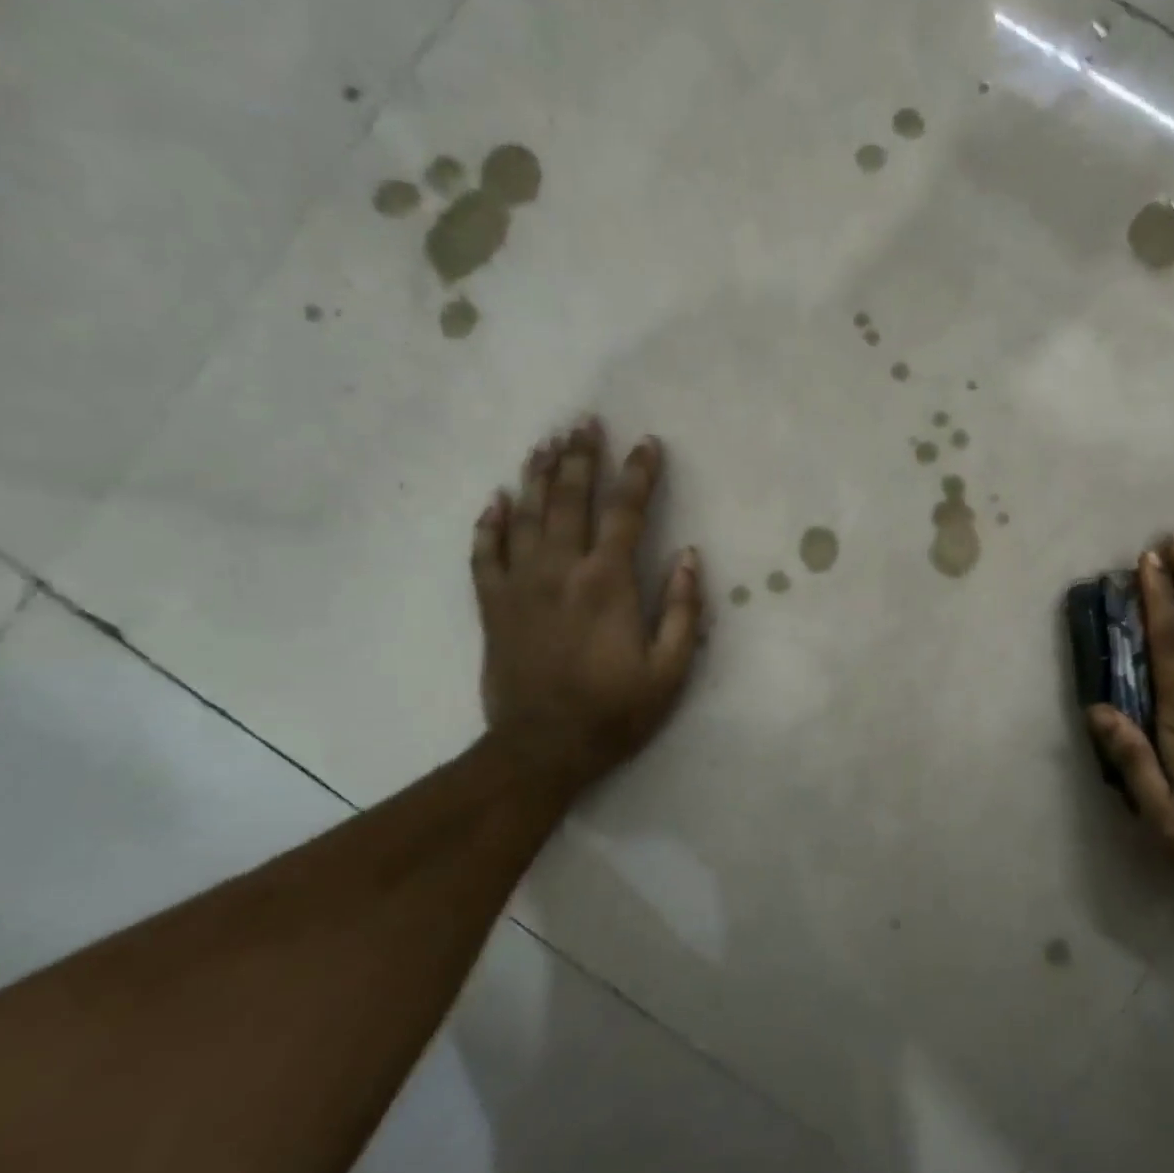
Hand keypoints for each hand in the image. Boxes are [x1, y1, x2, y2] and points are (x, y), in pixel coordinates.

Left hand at [470, 417, 702, 803]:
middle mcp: (560, 571)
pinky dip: (489, 524)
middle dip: (580, 458)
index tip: (648, 444)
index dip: (639, 475)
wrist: (541, 750)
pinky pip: (485, 555)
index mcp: (607, 583)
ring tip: (546, 443)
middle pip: (569, 500)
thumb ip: (683, 611)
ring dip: (537, 476)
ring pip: (526, 516)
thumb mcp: (670, 670)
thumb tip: (688, 556)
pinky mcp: (493, 607)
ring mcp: (520, 586)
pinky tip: (495, 499)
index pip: (625, 513)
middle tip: (584, 422)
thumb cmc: (615, 711)